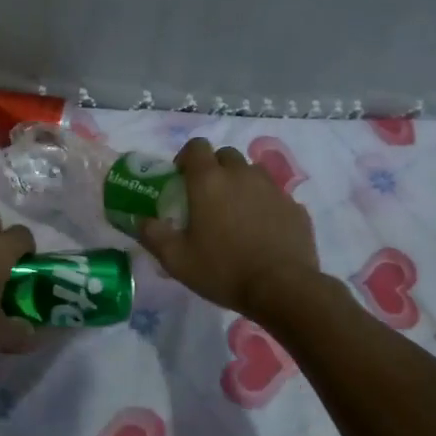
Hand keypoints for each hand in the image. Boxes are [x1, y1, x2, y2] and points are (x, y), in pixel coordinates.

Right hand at [139, 138, 319, 316]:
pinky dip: (264, 205)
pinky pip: (274, 196)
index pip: (196, 146)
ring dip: (241, 183)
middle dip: (214, 168)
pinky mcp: (295, 206)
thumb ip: (153, 235)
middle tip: (207, 197)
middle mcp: (241, 175)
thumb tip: (141, 221)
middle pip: (226, 155)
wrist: (282, 288)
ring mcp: (272, 188)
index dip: (186, 158)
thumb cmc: (223, 270)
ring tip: (236, 212)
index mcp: (209, 181)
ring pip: (252, 172)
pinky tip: (261, 231)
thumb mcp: (176, 260)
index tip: (181, 179)